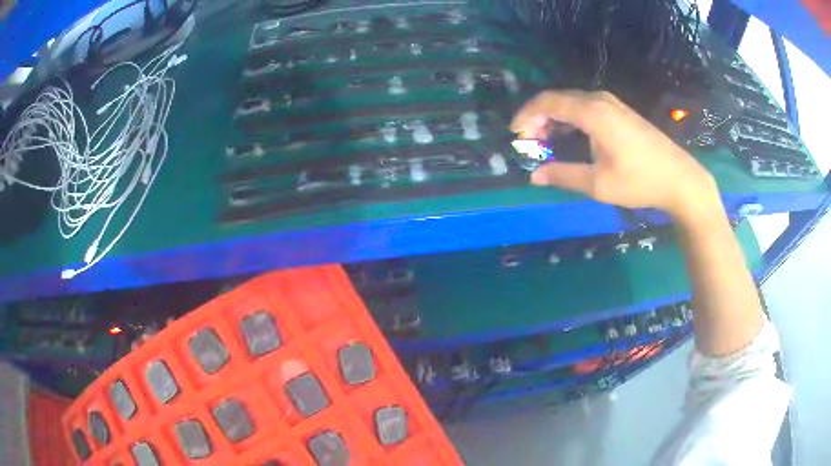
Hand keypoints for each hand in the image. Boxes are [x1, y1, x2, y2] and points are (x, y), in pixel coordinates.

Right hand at [511, 90, 720, 220]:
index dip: (526, 115)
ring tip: (545, 142)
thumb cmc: (639, 181)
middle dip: (538, 118)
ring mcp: (613, 104)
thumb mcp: (598, 183)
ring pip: (572, 103)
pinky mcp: (621, 112)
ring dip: (555, 119)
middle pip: (558, 100)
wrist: (680, 179)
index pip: (548, 102)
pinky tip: (569, 137)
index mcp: (592, 112)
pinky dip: (571, 120)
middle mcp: (600, 100)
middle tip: (529, 143)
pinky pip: (586, 108)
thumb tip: (535, 176)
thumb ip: (563, 175)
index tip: (515, 134)